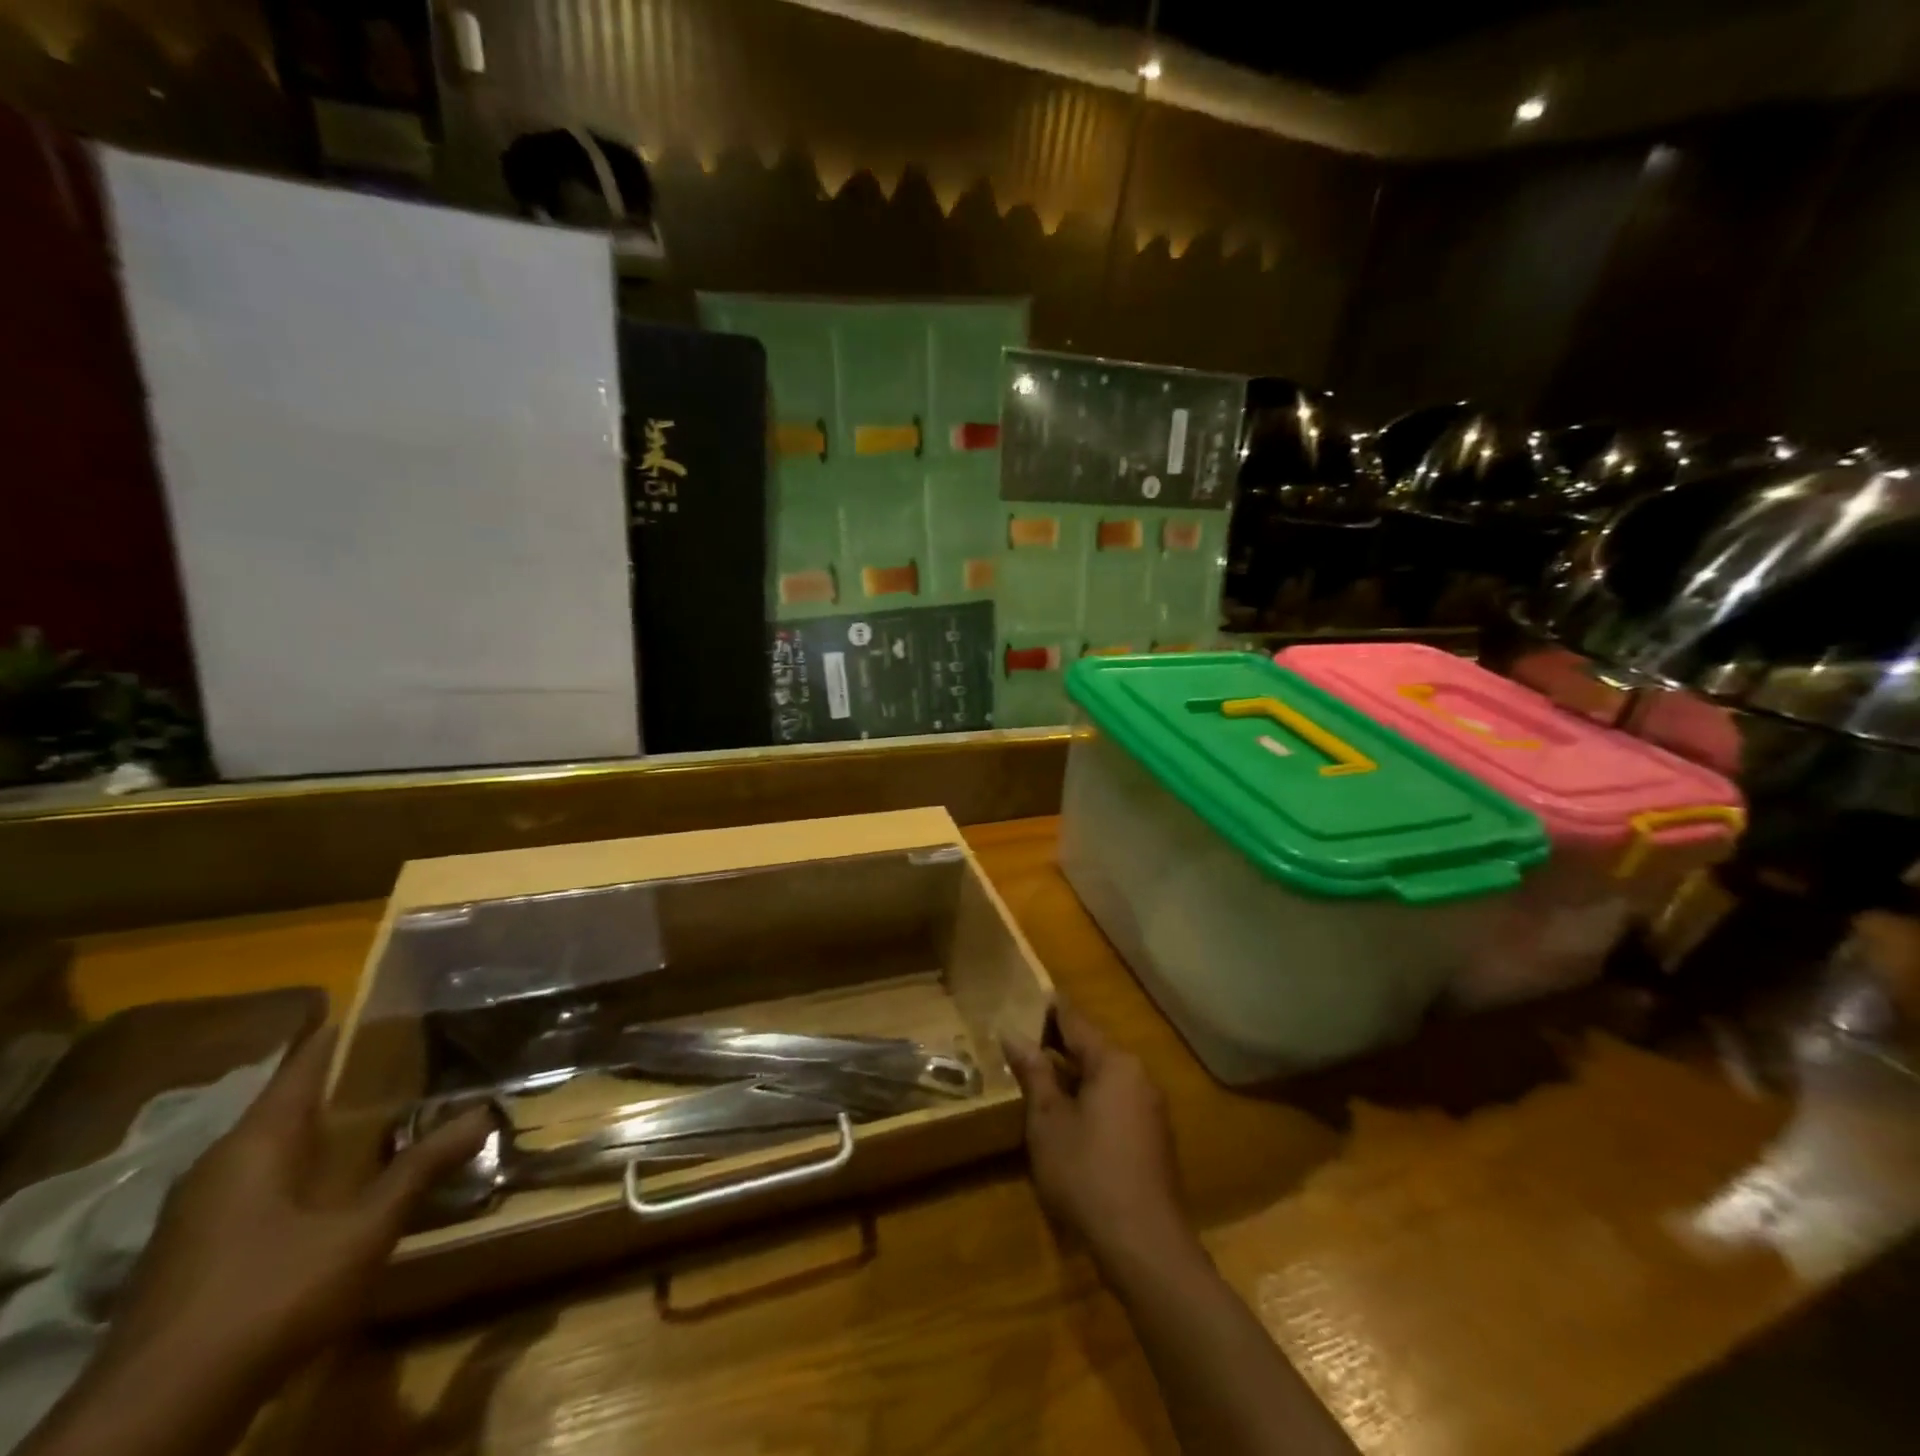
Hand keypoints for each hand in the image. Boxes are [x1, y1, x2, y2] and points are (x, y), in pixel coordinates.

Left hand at [101, 1026, 489, 1389]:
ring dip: (334, 1127)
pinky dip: (312, 1165)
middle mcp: (223, 1162)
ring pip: (280, 1144)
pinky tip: (351, 1180)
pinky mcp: (201, 1247)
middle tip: (421, 1059)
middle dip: (356, 1080)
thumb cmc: (268, 1295)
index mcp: (256, 1140)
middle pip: (295, 1100)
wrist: (156, 1416)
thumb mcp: (363, 1230)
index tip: (405, 1008)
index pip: (308, 1059)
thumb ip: (422, 1168)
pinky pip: (267, 1181)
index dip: (354, 1030)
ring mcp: (204, 1208)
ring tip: (398, 1111)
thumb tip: (485, 1112)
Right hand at [1003, 1000, 1189, 1268]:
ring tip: (1037, 1074)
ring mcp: (1150, 1108)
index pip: (1076, 1022)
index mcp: (1114, 1063)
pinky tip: (1066, 1114)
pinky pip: (1115, 1101)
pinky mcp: (1153, 1138)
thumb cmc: (1088, 1174)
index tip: (1025, 995)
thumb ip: (1034, 1074)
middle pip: (1092, 1048)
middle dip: (1057, 1043)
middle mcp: (1138, 1076)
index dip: (1048, 1009)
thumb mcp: (1048, 1121)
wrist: (1145, 1246)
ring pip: (1104, 1077)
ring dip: (1072, 1074)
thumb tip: (1013, 1034)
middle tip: (1021, 1038)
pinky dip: (1089, 1098)